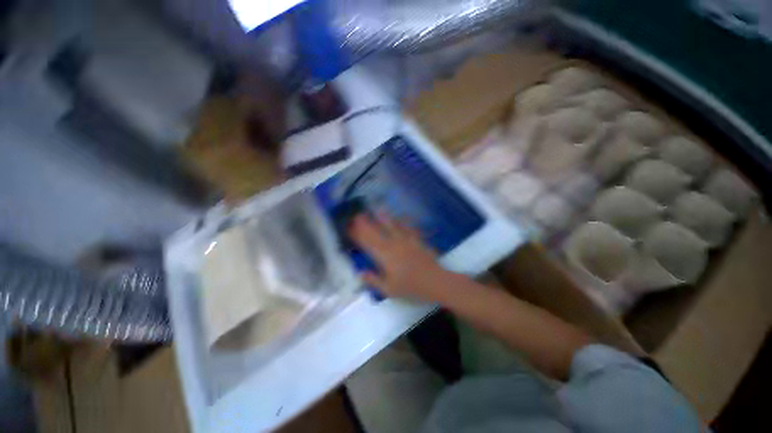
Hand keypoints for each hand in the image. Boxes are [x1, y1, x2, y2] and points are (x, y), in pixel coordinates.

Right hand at [348, 214, 448, 301]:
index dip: (357, 235)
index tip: (349, 228)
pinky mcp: (416, 239)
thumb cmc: (410, 287)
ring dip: (383, 217)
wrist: (434, 281)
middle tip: (358, 214)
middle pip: (377, 231)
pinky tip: (401, 217)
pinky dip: (403, 222)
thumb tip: (360, 272)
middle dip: (366, 223)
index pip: (367, 243)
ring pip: (392, 226)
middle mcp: (393, 244)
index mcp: (384, 256)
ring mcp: (406, 240)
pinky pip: (408, 227)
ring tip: (377, 209)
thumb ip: (373, 280)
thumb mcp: (389, 289)